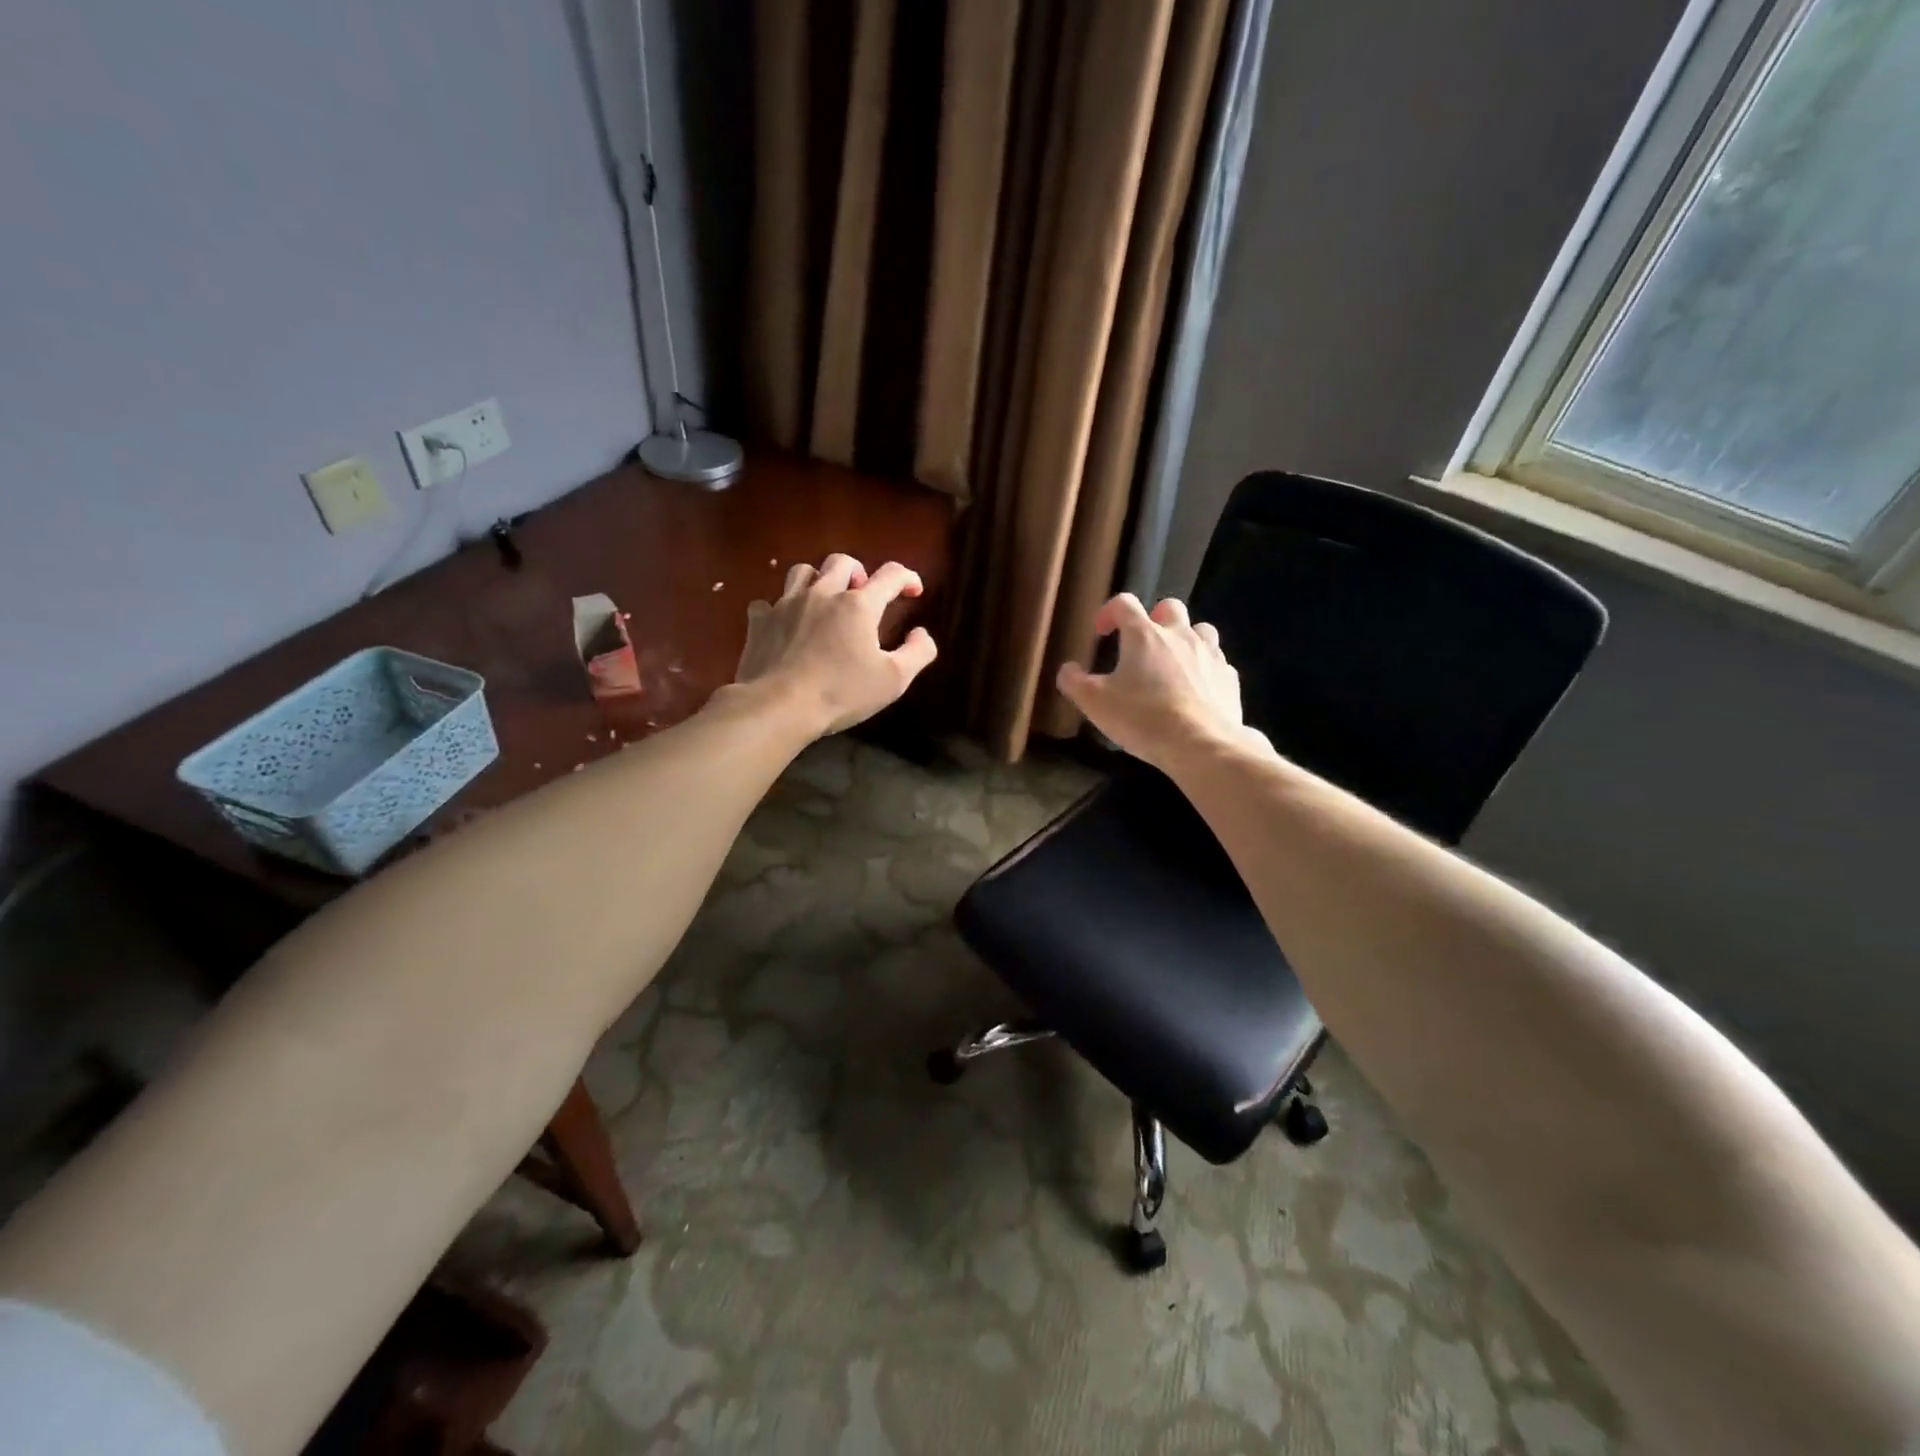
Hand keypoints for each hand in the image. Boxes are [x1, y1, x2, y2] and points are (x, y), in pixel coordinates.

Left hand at [733, 554, 938, 738]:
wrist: (778, 706)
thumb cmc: (841, 693)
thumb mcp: (894, 680)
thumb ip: (917, 652)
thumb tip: (921, 633)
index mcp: (858, 605)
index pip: (890, 575)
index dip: (907, 578)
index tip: (913, 591)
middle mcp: (822, 593)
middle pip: (841, 562)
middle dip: (858, 572)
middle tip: (862, 594)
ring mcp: (786, 604)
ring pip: (802, 571)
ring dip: (818, 580)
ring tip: (824, 600)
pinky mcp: (760, 621)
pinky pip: (768, 602)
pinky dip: (779, 608)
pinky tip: (785, 624)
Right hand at [1056, 594, 1255, 769]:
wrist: (1201, 744)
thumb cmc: (1143, 718)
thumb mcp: (1095, 703)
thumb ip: (1074, 682)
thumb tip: (1068, 669)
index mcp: (1144, 635)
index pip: (1124, 603)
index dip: (1109, 612)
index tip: (1102, 632)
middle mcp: (1180, 635)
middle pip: (1169, 607)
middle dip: (1153, 618)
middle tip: (1141, 644)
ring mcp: (1210, 654)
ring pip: (1201, 629)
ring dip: (1185, 638)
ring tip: (1173, 662)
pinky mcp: (1229, 678)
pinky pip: (1217, 662)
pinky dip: (1204, 668)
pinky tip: (1196, 688)